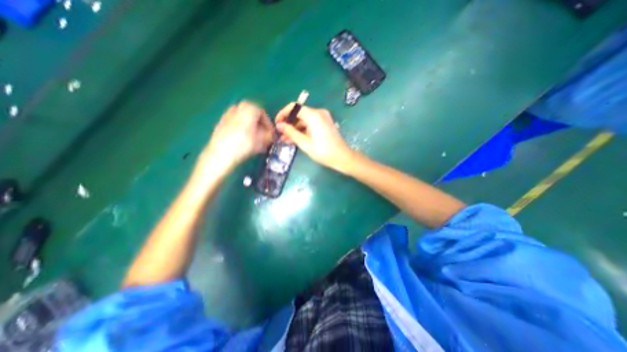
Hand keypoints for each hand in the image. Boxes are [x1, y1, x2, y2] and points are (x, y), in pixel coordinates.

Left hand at [199, 100, 272, 172]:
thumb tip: (272, 135)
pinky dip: (241, 130)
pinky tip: (243, 141)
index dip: (268, 124)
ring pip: (243, 119)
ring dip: (250, 127)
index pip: (263, 113)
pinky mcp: (220, 124)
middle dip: (259, 124)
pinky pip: (235, 124)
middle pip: (252, 115)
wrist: (221, 153)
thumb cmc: (245, 144)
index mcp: (249, 108)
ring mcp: (227, 115)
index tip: (271, 134)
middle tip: (263, 135)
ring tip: (254, 139)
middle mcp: (237, 108)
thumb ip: (270, 135)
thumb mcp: (263, 140)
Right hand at [275, 103, 350, 171]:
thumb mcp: (304, 143)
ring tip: (286, 139)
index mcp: (313, 115)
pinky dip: (303, 129)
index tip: (277, 123)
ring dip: (295, 128)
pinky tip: (296, 138)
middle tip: (281, 134)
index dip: (283, 113)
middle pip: (299, 113)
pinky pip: (310, 123)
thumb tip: (279, 125)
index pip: (294, 107)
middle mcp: (319, 113)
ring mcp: (323, 118)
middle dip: (289, 123)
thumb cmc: (323, 151)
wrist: (342, 157)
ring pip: (304, 120)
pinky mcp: (325, 123)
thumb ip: (291, 132)